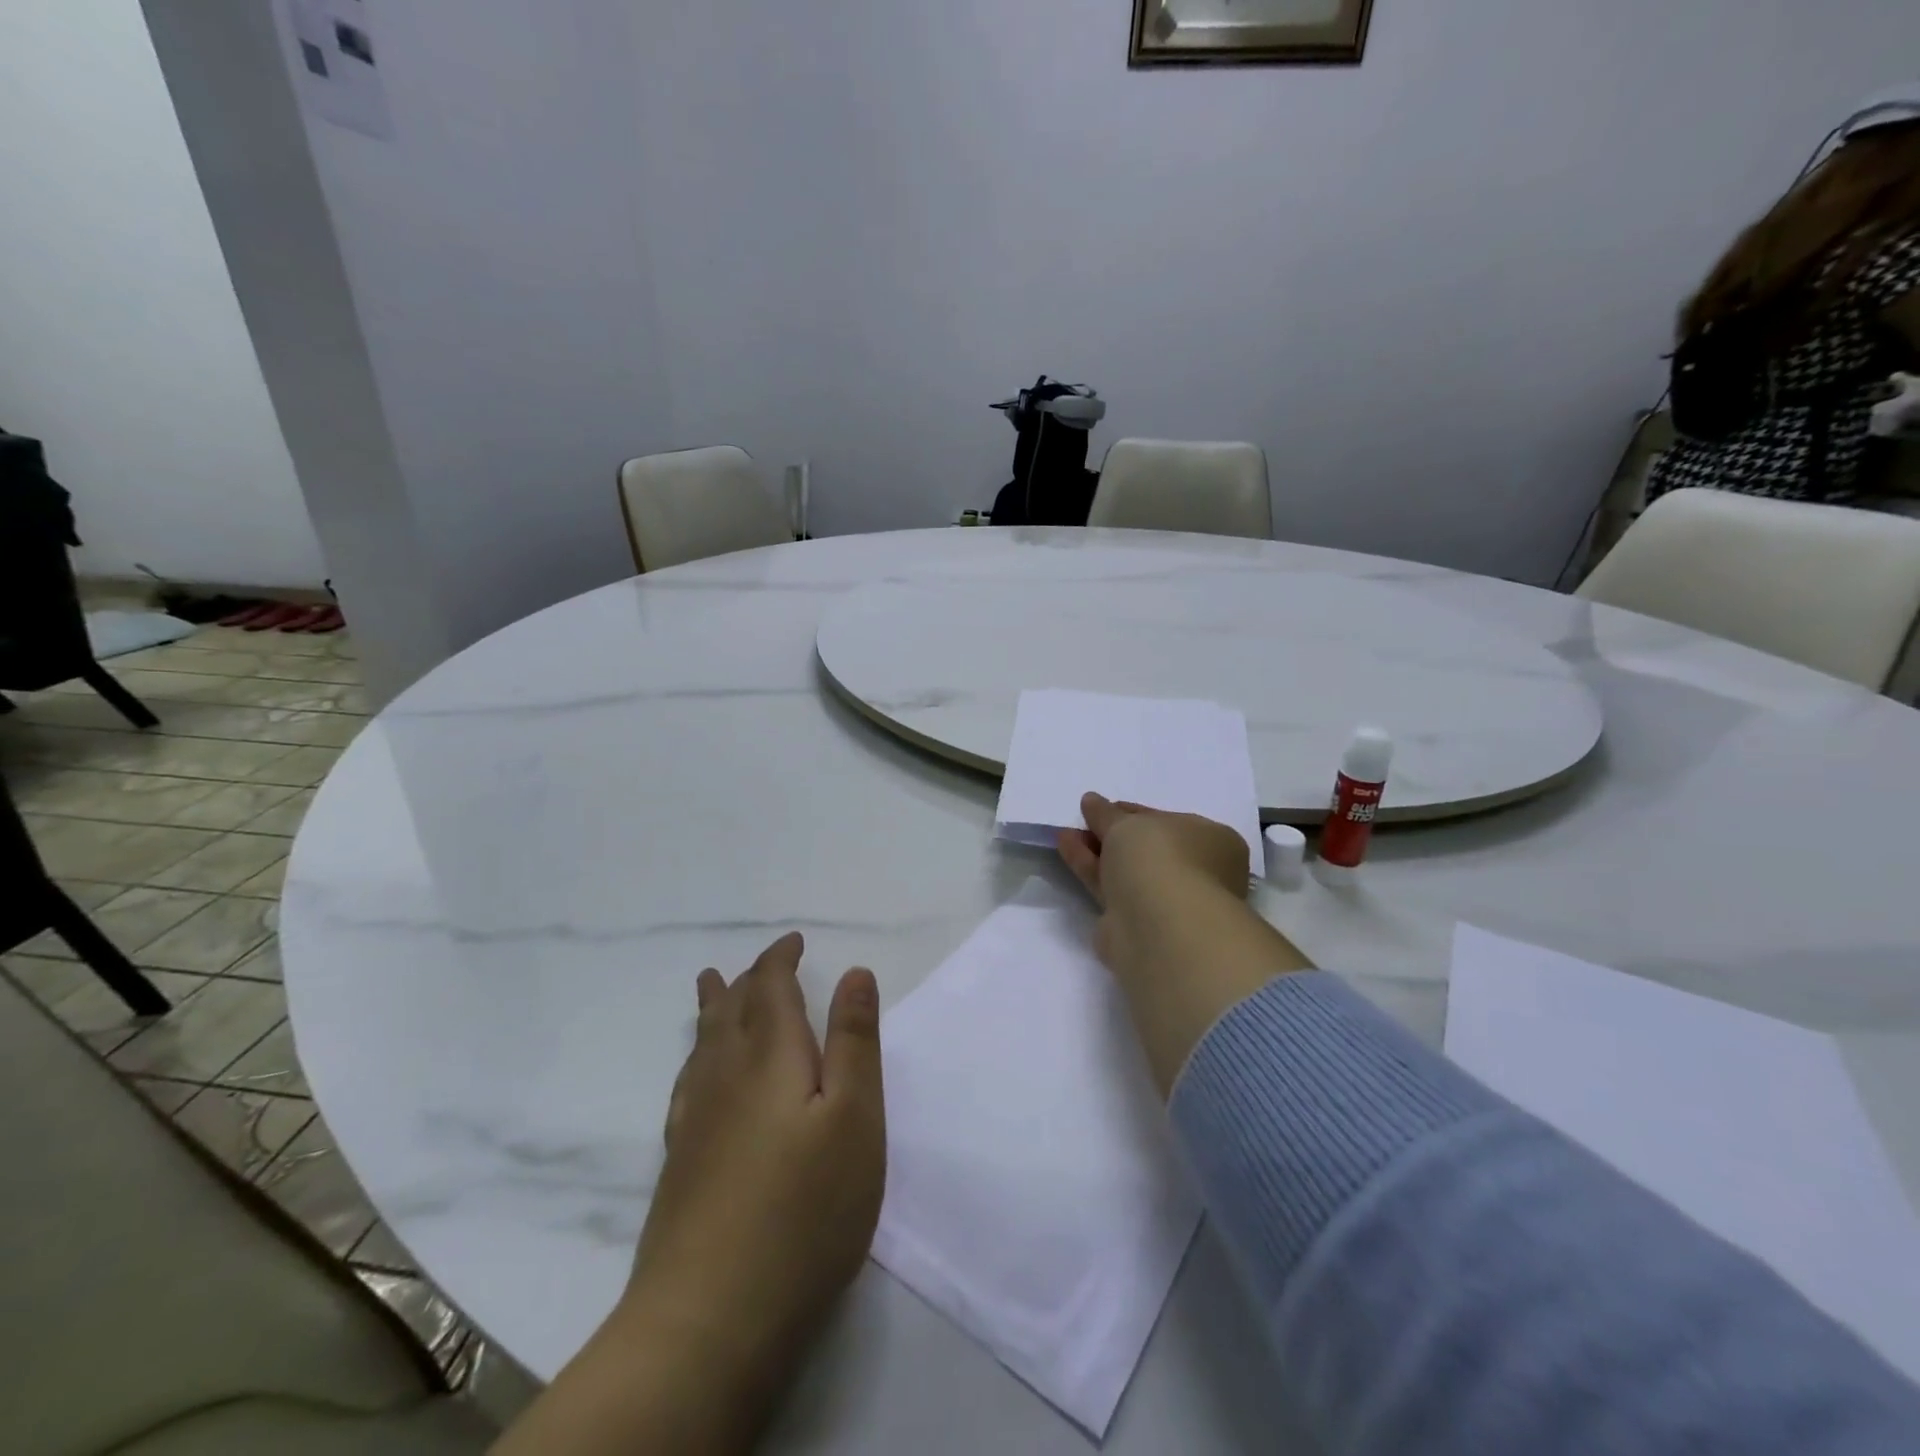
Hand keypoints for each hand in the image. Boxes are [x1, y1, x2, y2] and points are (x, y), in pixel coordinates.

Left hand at [623, 933, 885, 1400]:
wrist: (710, 1317)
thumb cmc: (805, 1209)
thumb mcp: (855, 1118)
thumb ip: (855, 1041)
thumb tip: (854, 971)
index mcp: (771, 1058)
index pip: (770, 989)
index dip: (780, 959)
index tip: (793, 940)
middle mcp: (726, 1077)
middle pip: (730, 1011)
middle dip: (747, 979)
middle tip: (757, 961)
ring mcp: (695, 1122)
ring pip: (702, 1044)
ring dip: (712, 1008)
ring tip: (709, 985)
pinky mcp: (680, 1164)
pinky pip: (687, 1083)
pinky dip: (696, 1057)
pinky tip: (695, 1074)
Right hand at [1058, 793, 1249, 977]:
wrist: (1159, 926)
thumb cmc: (1160, 859)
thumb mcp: (1129, 823)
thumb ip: (1107, 814)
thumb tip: (1092, 801)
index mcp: (1212, 841)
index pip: (1168, 821)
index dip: (1132, 812)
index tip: (1101, 807)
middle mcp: (1196, 872)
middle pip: (1146, 848)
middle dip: (1112, 833)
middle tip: (1083, 820)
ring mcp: (1167, 902)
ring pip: (1126, 870)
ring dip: (1096, 850)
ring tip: (1065, 833)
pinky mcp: (1138, 925)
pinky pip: (1110, 889)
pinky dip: (1089, 869)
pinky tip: (1066, 848)